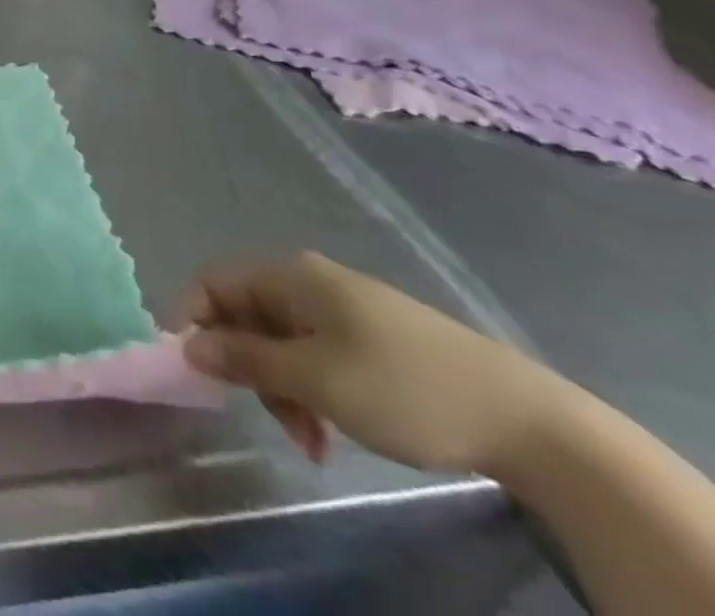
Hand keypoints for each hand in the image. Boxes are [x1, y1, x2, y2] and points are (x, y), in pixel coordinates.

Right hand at [180, 252, 564, 472]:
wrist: (527, 421)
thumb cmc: (402, 387)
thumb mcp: (314, 378)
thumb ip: (244, 358)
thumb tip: (187, 345)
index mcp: (290, 276)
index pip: (214, 283)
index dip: (193, 320)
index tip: (193, 371)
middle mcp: (309, 282)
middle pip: (247, 315)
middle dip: (248, 367)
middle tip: (272, 418)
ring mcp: (344, 309)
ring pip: (282, 341)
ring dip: (282, 388)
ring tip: (311, 439)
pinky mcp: (372, 338)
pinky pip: (316, 356)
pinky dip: (312, 390)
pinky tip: (333, 431)